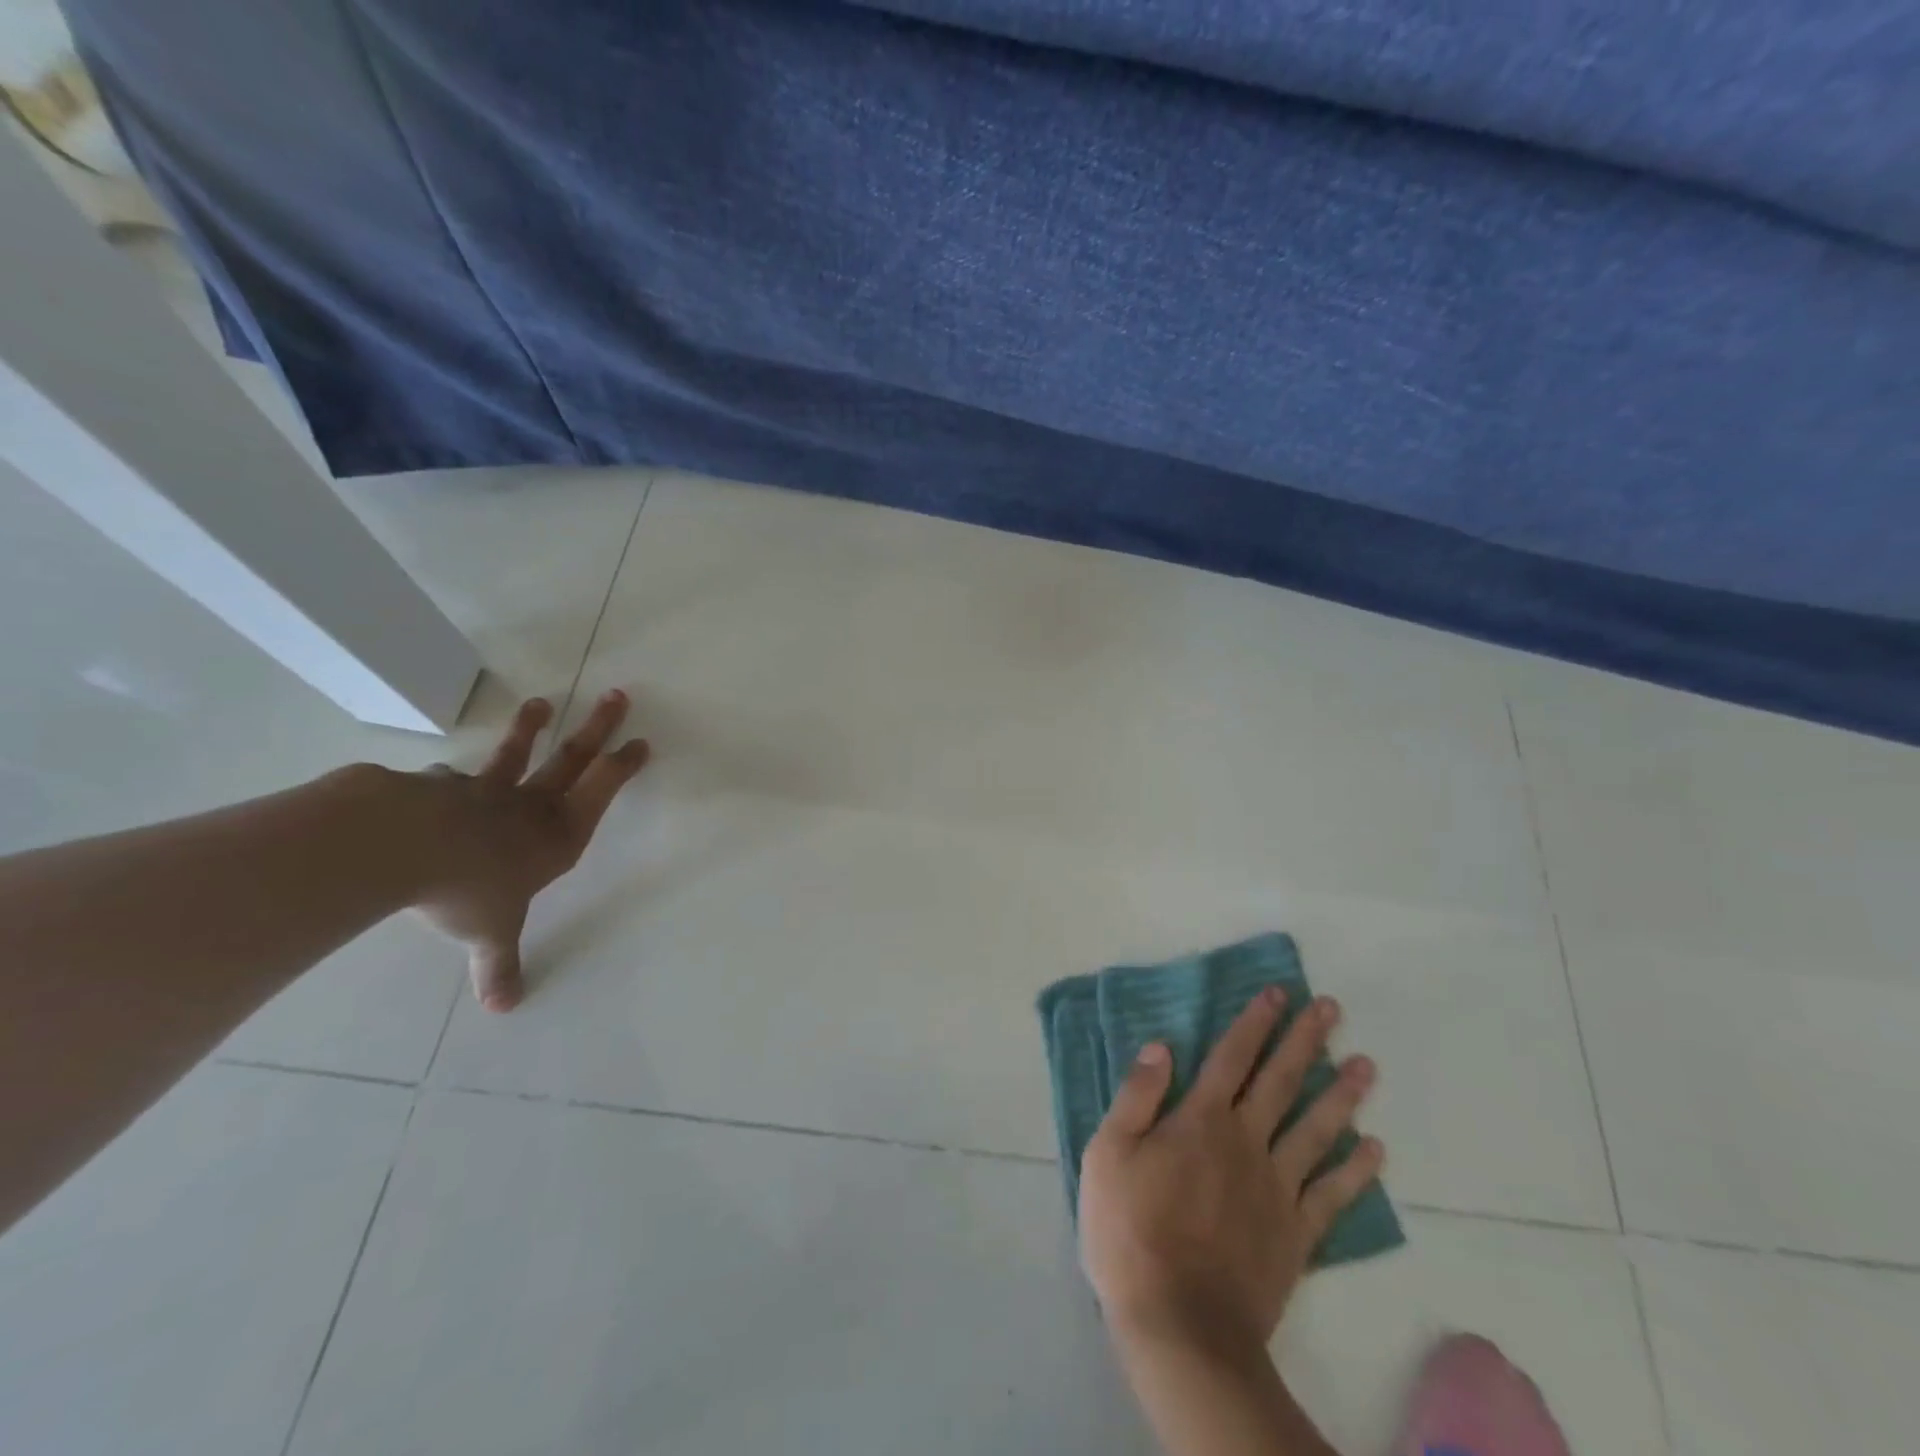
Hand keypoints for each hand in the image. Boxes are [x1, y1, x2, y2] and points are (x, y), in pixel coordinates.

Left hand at [410, 690, 649, 1010]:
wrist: (401, 846)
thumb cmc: (467, 889)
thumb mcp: (489, 934)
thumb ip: (498, 965)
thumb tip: (505, 1008)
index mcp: (556, 836)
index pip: (601, 793)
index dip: (622, 767)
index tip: (640, 742)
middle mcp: (528, 806)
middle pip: (571, 759)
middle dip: (597, 728)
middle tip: (616, 696)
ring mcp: (483, 790)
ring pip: (513, 755)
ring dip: (530, 729)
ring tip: (540, 703)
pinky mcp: (436, 787)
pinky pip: (450, 779)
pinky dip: (450, 778)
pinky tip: (440, 776)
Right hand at [1078, 987, 1382, 1355]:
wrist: (1179, 1326)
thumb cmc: (1130, 1232)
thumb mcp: (1109, 1154)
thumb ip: (1137, 1097)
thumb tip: (1162, 1047)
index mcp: (1200, 1121)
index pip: (1233, 1058)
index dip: (1255, 1023)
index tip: (1279, 994)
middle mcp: (1246, 1142)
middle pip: (1281, 1082)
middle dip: (1306, 1041)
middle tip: (1332, 1009)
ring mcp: (1277, 1189)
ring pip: (1316, 1130)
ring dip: (1342, 1095)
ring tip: (1366, 1065)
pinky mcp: (1295, 1234)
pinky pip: (1332, 1195)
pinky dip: (1356, 1170)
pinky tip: (1376, 1149)